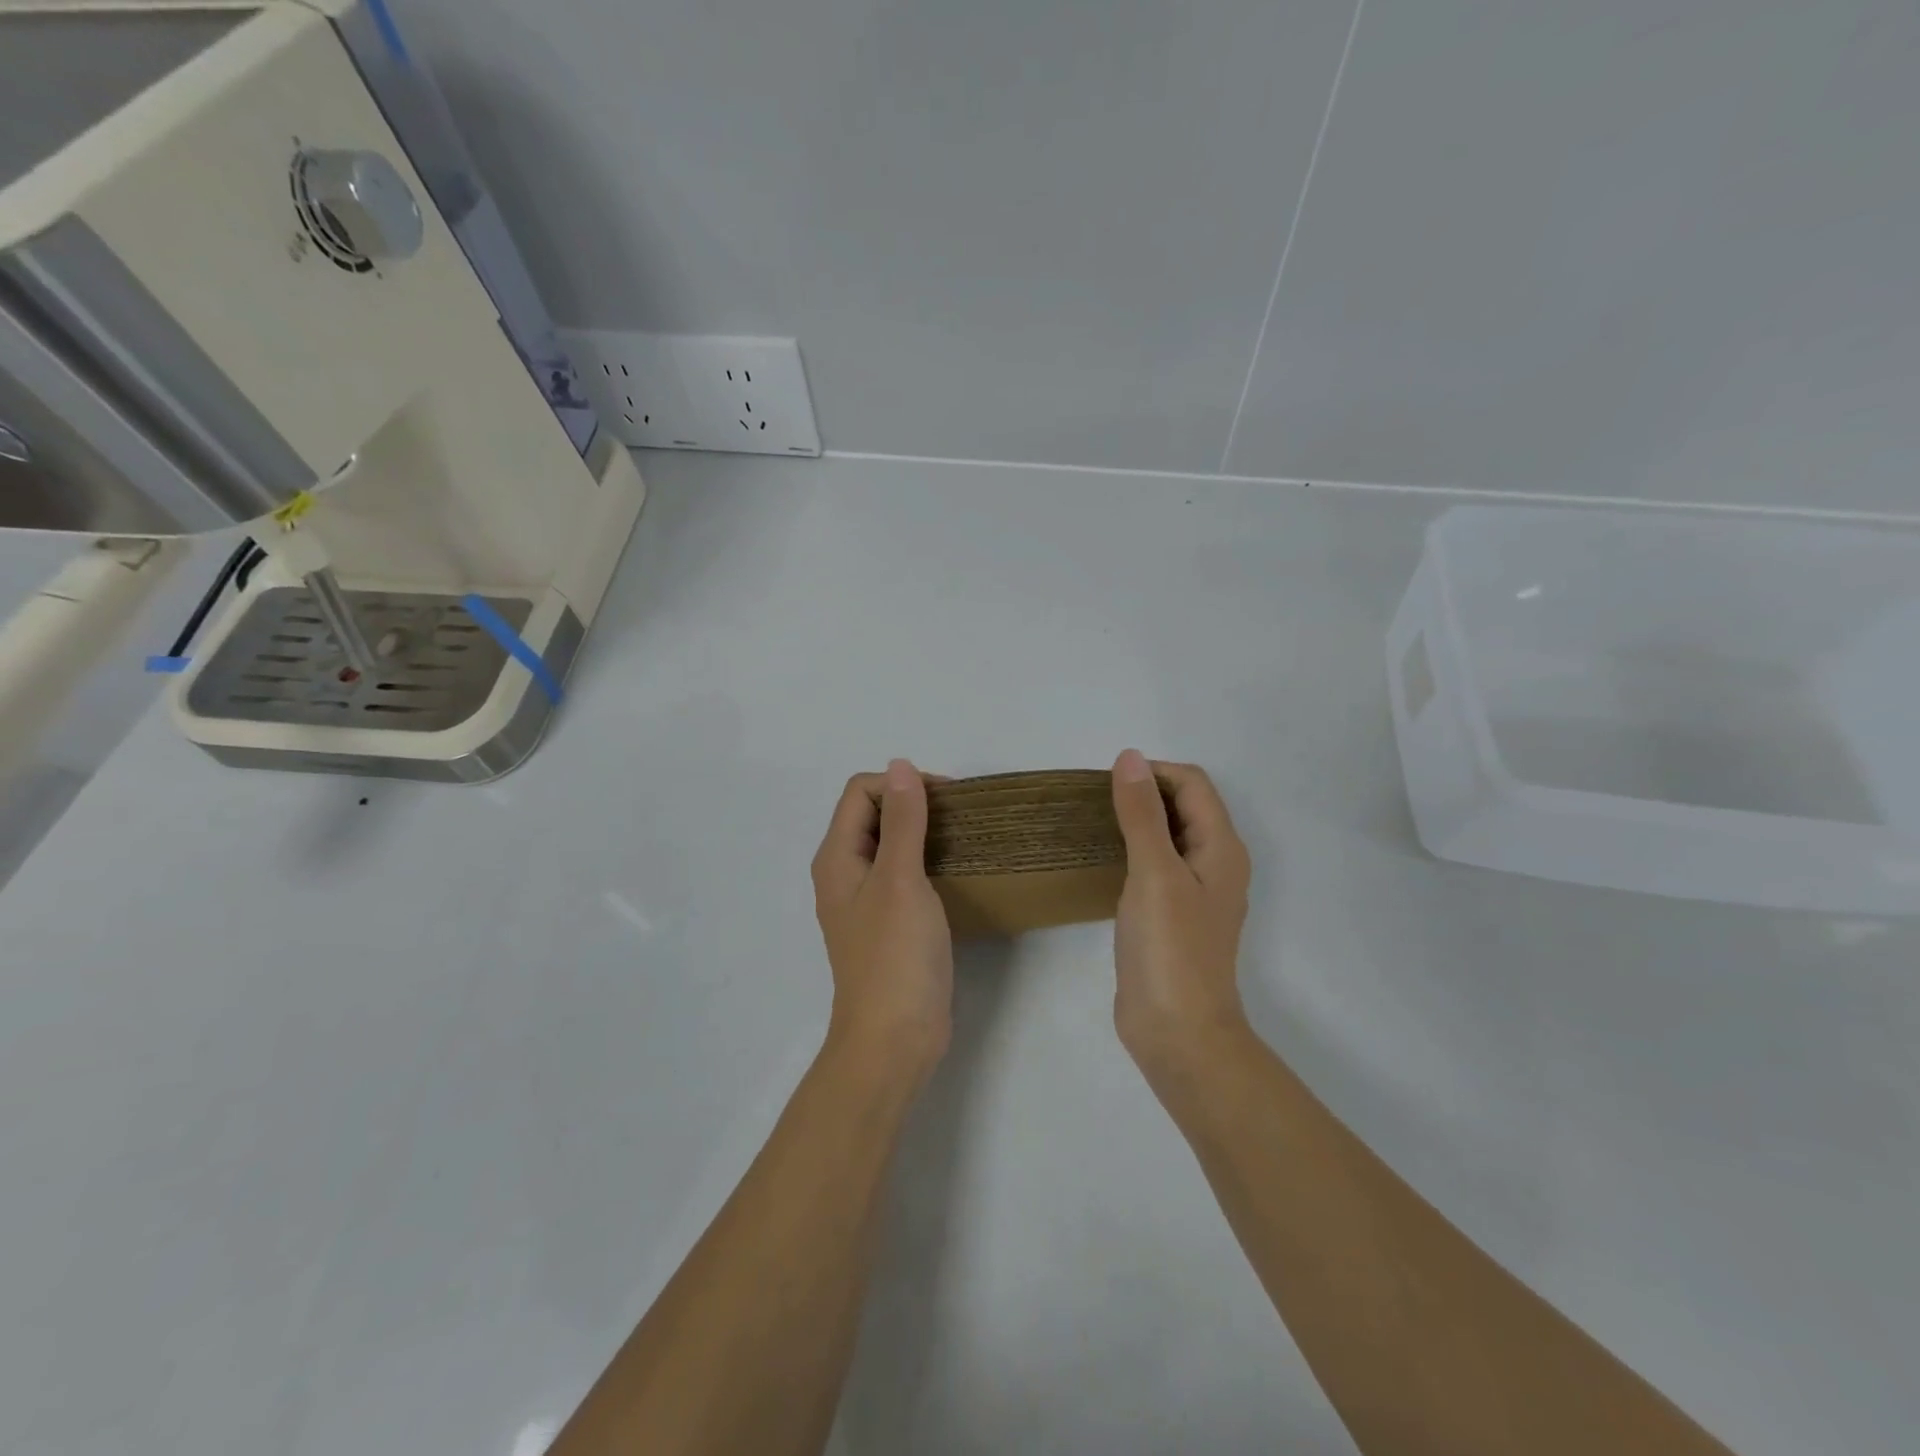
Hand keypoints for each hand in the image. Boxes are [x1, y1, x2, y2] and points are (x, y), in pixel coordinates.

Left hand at [812, 760, 953, 1089]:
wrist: (895, 1039)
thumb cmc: (895, 956)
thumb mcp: (901, 880)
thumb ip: (903, 821)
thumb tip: (900, 765)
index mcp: (837, 857)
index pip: (860, 792)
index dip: (900, 784)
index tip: (947, 799)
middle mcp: (845, 872)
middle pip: (873, 814)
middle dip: (914, 803)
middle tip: (960, 816)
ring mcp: (867, 899)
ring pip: (891, 844)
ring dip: (923, 831)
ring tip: (964, 837)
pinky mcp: (890, 922)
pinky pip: (904, 873)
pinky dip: (927, 860)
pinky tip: (956, 869)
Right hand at [1109, 750, 1252, 1084]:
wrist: (1177, 1032)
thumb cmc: (1170, 949)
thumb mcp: (1155, 872)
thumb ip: (1142, 813)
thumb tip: (1130, 757)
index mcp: (1221, 847)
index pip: (1192, 783)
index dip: (1153, 772)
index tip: (1107, 784)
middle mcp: (1214, 863)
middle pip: (1184, 806)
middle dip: (1144, 793)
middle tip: (1095, 802)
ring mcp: (1194, 892)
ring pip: (1168, 836)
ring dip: (1137, 821)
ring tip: (1093, 824)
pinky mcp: (1172, 916)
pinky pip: (1155, 866)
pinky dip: (1133, 851)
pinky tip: (1104, 862)